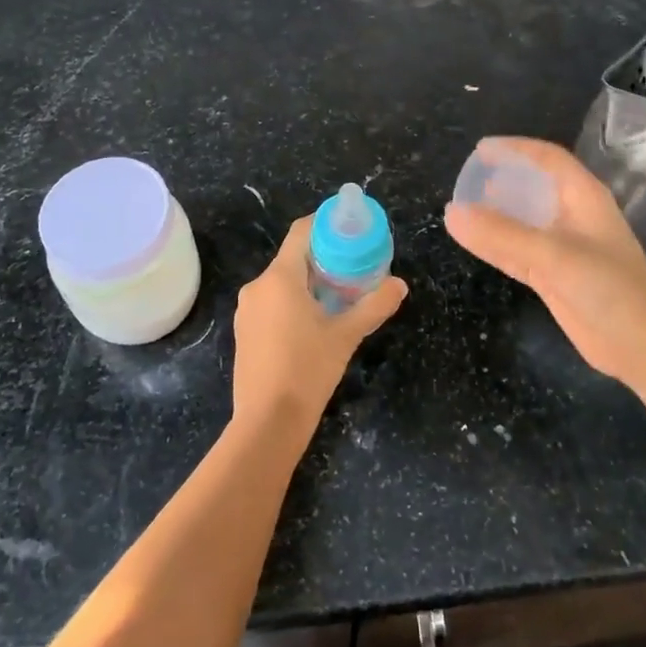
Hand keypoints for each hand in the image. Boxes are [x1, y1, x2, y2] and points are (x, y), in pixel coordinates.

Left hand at [232, 215, 407, 434]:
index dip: (325, 223)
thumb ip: (374, 306)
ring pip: (282, 282)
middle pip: (292, 257)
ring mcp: (247, 310)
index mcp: (279, 277)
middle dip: (323, 257)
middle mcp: (257, 286)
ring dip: (309, 281)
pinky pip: (272, 302)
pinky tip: (314, 321)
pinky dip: (293, 301)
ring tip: (340, 294)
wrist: (268, 423)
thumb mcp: (346, 336)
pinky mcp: (245, 331)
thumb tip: (400, 285)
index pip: (301, 232)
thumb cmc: (308, 370)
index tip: (350, 227)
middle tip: (355, 265)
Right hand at [445, 137, 645, 387]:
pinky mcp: (555, 277)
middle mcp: (573, 217)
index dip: (515, 149)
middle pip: (534, 186)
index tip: (480, 150)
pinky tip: (471, 241)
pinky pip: (518, 251)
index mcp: (583, 198)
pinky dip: (495, 245)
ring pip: (523, 221)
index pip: (547, 159)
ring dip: (496, 213)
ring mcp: (564, 249)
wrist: (644, 349)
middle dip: (502, 179)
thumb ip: (502, 235)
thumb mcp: (554, 256)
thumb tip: (452, 212)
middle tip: (466, 179)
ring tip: (462, 206)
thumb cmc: (610, 290)